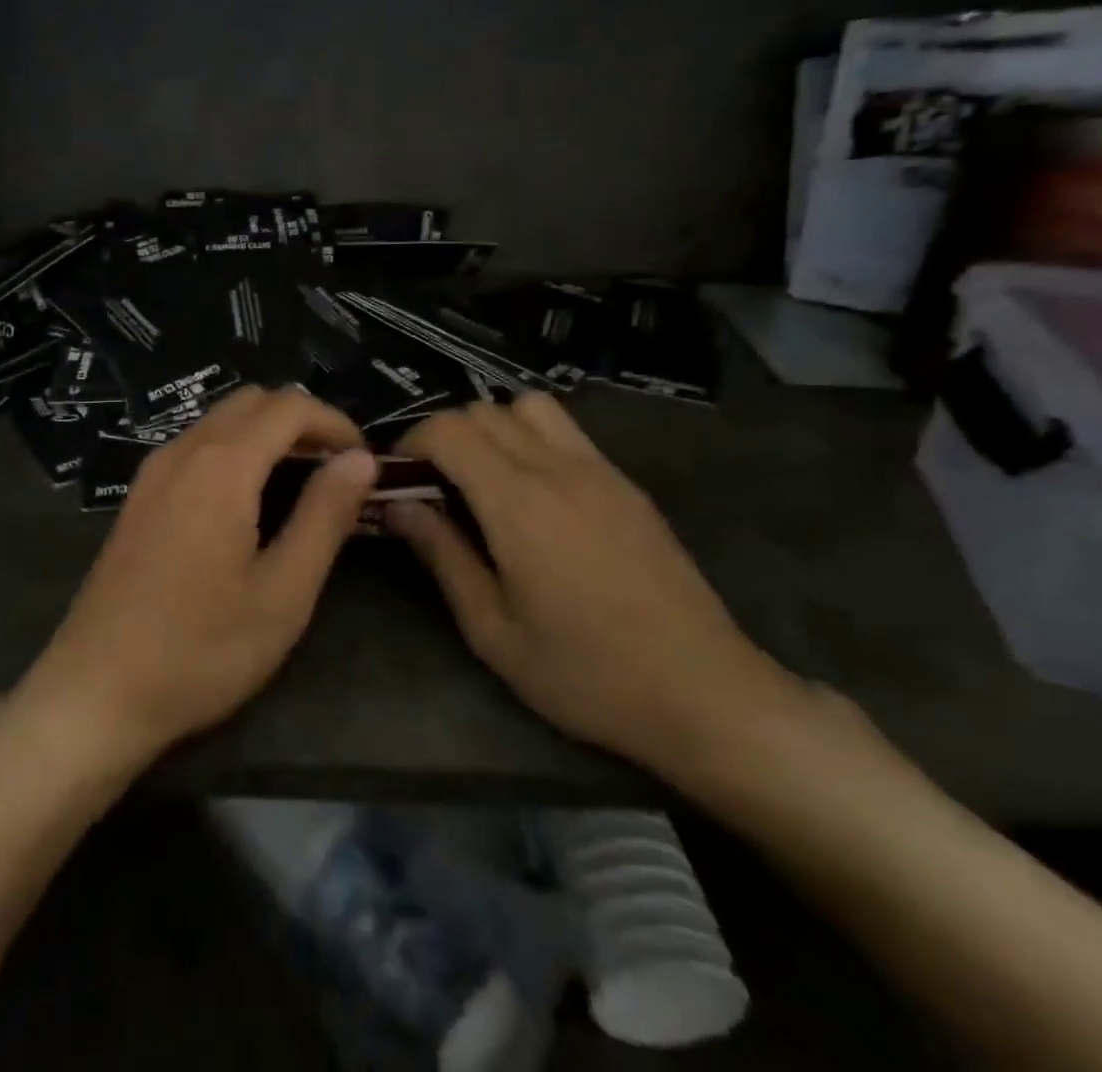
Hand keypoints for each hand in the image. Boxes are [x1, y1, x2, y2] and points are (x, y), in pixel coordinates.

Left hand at [18, 386, 378, 772]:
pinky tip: (247, 504)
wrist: (95, 692)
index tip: (363, 461)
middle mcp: (182, 452)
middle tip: (335, 472)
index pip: (289, 406)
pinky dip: (234, 452)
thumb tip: (359, 459)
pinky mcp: (138, 498)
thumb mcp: (282, 592)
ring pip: (219, 421)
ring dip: (266, 435)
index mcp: (221, 466)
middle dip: (301, 422)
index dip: (335, 422)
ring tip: (300, 486)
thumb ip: (324, 515)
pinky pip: (195, 447)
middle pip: (251, 402)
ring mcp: (152, 473)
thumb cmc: (200, 649)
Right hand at [388, 393, 803, 778]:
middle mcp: (557, 468)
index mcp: (518, 503)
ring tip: (483, 479)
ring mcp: (599, 470)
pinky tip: (533, 494)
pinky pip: (566, 432)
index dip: (410, 443)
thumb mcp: (493, 630)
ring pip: (528, 407)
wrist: (704, 694)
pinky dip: (531, 439)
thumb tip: (397, 505)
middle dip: (443, 436)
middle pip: (482, 410)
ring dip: (492, 428)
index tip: (397, 479)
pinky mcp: (626, 484)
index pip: (448, 430)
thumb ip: (442, 556)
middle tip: (432, 485)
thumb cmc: (586, 673)